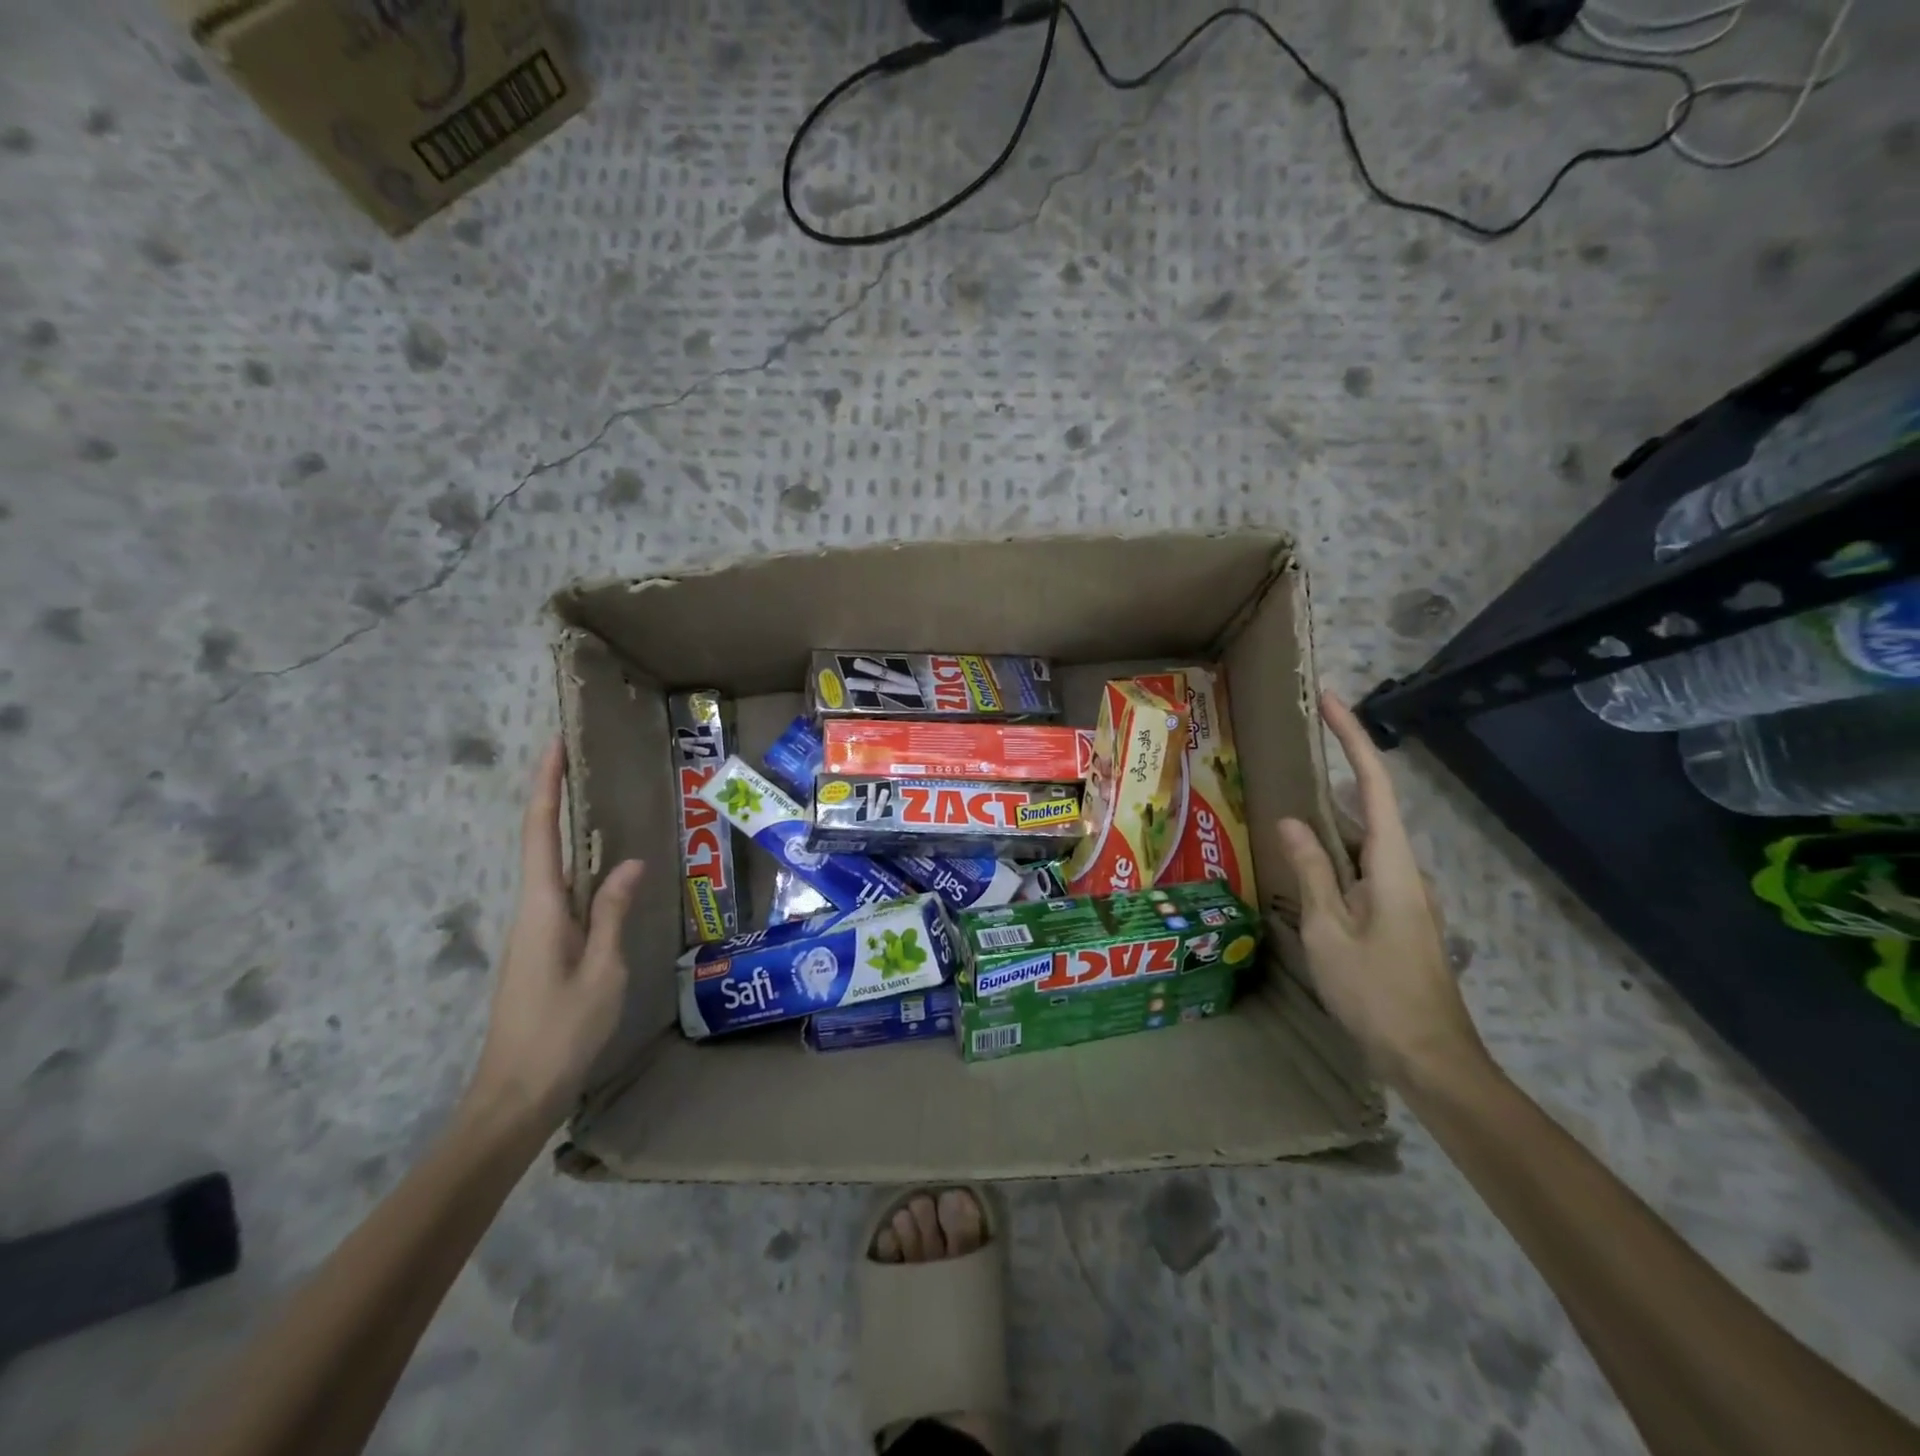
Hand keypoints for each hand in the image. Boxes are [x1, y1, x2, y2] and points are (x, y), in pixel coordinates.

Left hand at [466, 740, 644, 1130]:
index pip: (539, 833)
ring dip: (567, 830)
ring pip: (552, 868)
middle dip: (555, 796)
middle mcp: (532, 911)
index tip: (555, 744)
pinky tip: (604, 870)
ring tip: (599, 801)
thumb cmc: (561, 1032)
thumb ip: (613, 914)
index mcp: (542, 910)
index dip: (546, 786)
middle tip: (584, 759)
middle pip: (539, 842)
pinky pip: (564, 895)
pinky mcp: (543, 949)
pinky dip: (579, 868)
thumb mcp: (602, 971)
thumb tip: (628, 862)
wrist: (516, 1095)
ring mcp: (535, 932)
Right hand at [1277, 690, 1488, 1093]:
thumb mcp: (1328, 930)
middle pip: (1369, 808)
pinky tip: (1304, 867)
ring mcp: (1404, 896)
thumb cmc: (1375, 993)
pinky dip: (1334, 855)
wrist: (1430, 1058)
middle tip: (1293, 752)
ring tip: (1286, 804)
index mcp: (1392, 865)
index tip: (1330, 702)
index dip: (1354, 738)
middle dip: (1336, 773)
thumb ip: (1311, 871)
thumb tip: (1291, 820)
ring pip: (1363, 843)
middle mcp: (1405, 871)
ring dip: (1329, 820)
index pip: (1373, 785)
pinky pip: (1362, 870)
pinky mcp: (1398, 918)